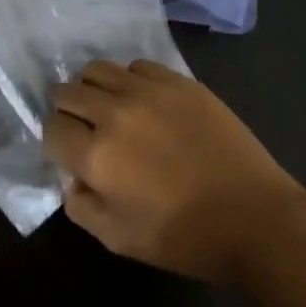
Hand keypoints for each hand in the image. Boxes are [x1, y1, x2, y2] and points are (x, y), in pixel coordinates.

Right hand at [46, 59, 305, 285]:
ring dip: (95, 89)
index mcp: (96, 155)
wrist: (254, 218)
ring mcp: (147, 91)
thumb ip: (81, 206)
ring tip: (112, 109)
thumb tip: (71, 178)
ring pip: (97, 69)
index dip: (57, 142)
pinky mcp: (177, 80)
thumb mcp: (118, 240)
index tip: (71, 154)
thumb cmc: (184, 237)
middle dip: (70, 112)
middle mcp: (114, 113)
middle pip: (68, 92)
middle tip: (87, 130)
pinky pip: (136, 66)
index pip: (52, 128)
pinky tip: (145, 103)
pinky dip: (130, 81)